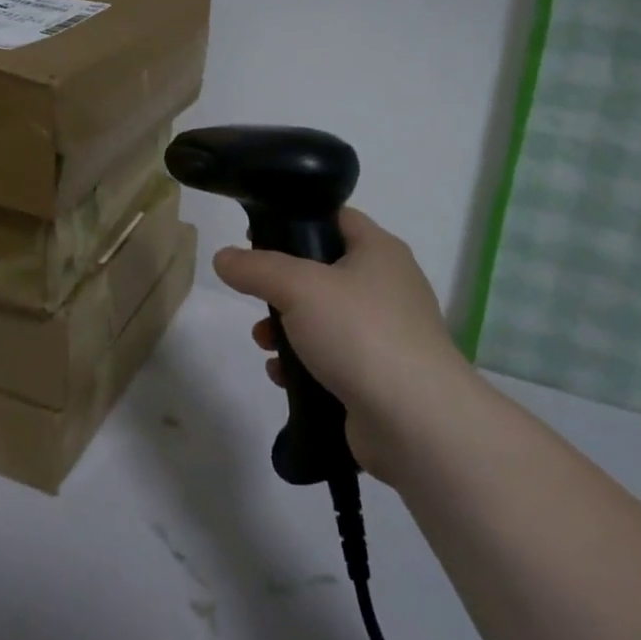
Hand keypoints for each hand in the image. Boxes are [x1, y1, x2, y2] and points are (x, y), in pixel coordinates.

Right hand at [212, 209, 471, 478]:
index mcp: (379, 251)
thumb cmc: (359, 333)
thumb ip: (255, 268)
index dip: (296, 220)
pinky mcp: (380, 375)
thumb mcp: (297, 287)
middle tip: (255, 295)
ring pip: (324, 318)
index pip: (336, 217)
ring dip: (287, 328)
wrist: (416, 421)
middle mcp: (388, 286)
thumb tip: (224, 258)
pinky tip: (282, 376)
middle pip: (324, 271)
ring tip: (263, 342)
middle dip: (282, 286)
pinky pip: (333, 358)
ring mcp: (387, 334)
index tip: (256, 236)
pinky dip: (304, 364)